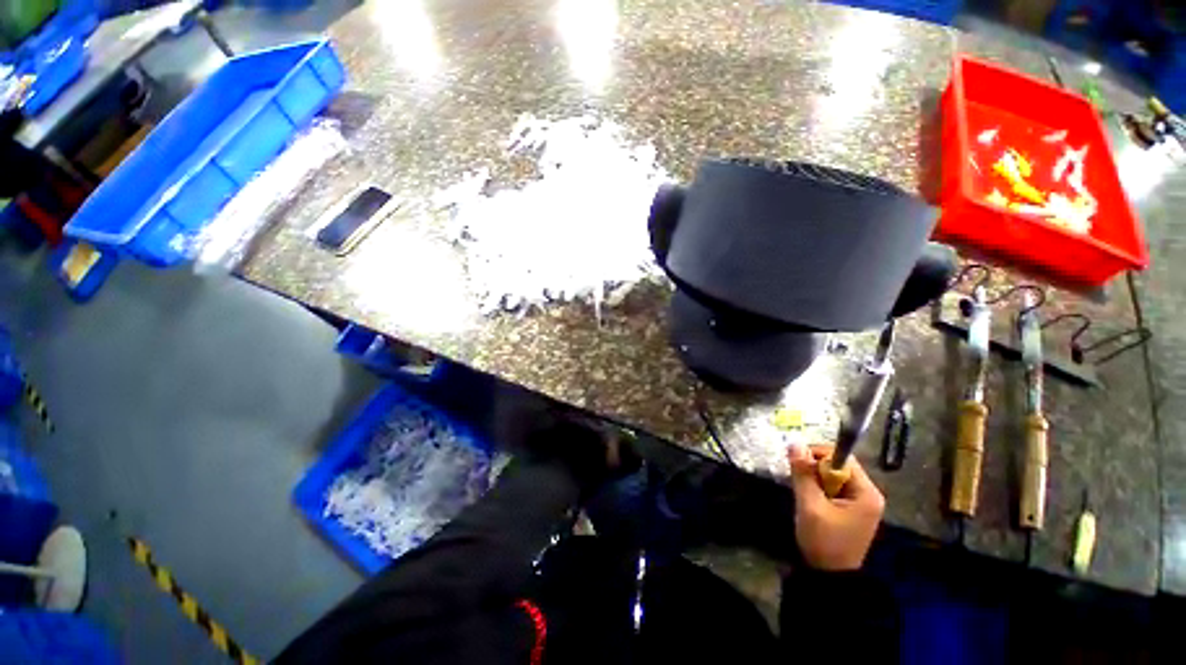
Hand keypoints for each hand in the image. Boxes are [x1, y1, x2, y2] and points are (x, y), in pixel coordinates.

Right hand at [787, 444, 884, 570]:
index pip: (842, 458)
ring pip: (834, 476)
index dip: (817, 455)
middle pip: (838, 466)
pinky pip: (834, 487)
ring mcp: (861, 502)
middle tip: (798, 480)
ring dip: (815, 479)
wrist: (830, 577)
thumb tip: (794, 443)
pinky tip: (810, 499)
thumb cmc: (823, 541)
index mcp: (866, 492)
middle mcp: (868, 494)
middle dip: (815, 468)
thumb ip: (803, 473)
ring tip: (803, 492)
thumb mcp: (809, 505)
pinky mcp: (852, 509)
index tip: (798, 464)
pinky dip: (819, 488)